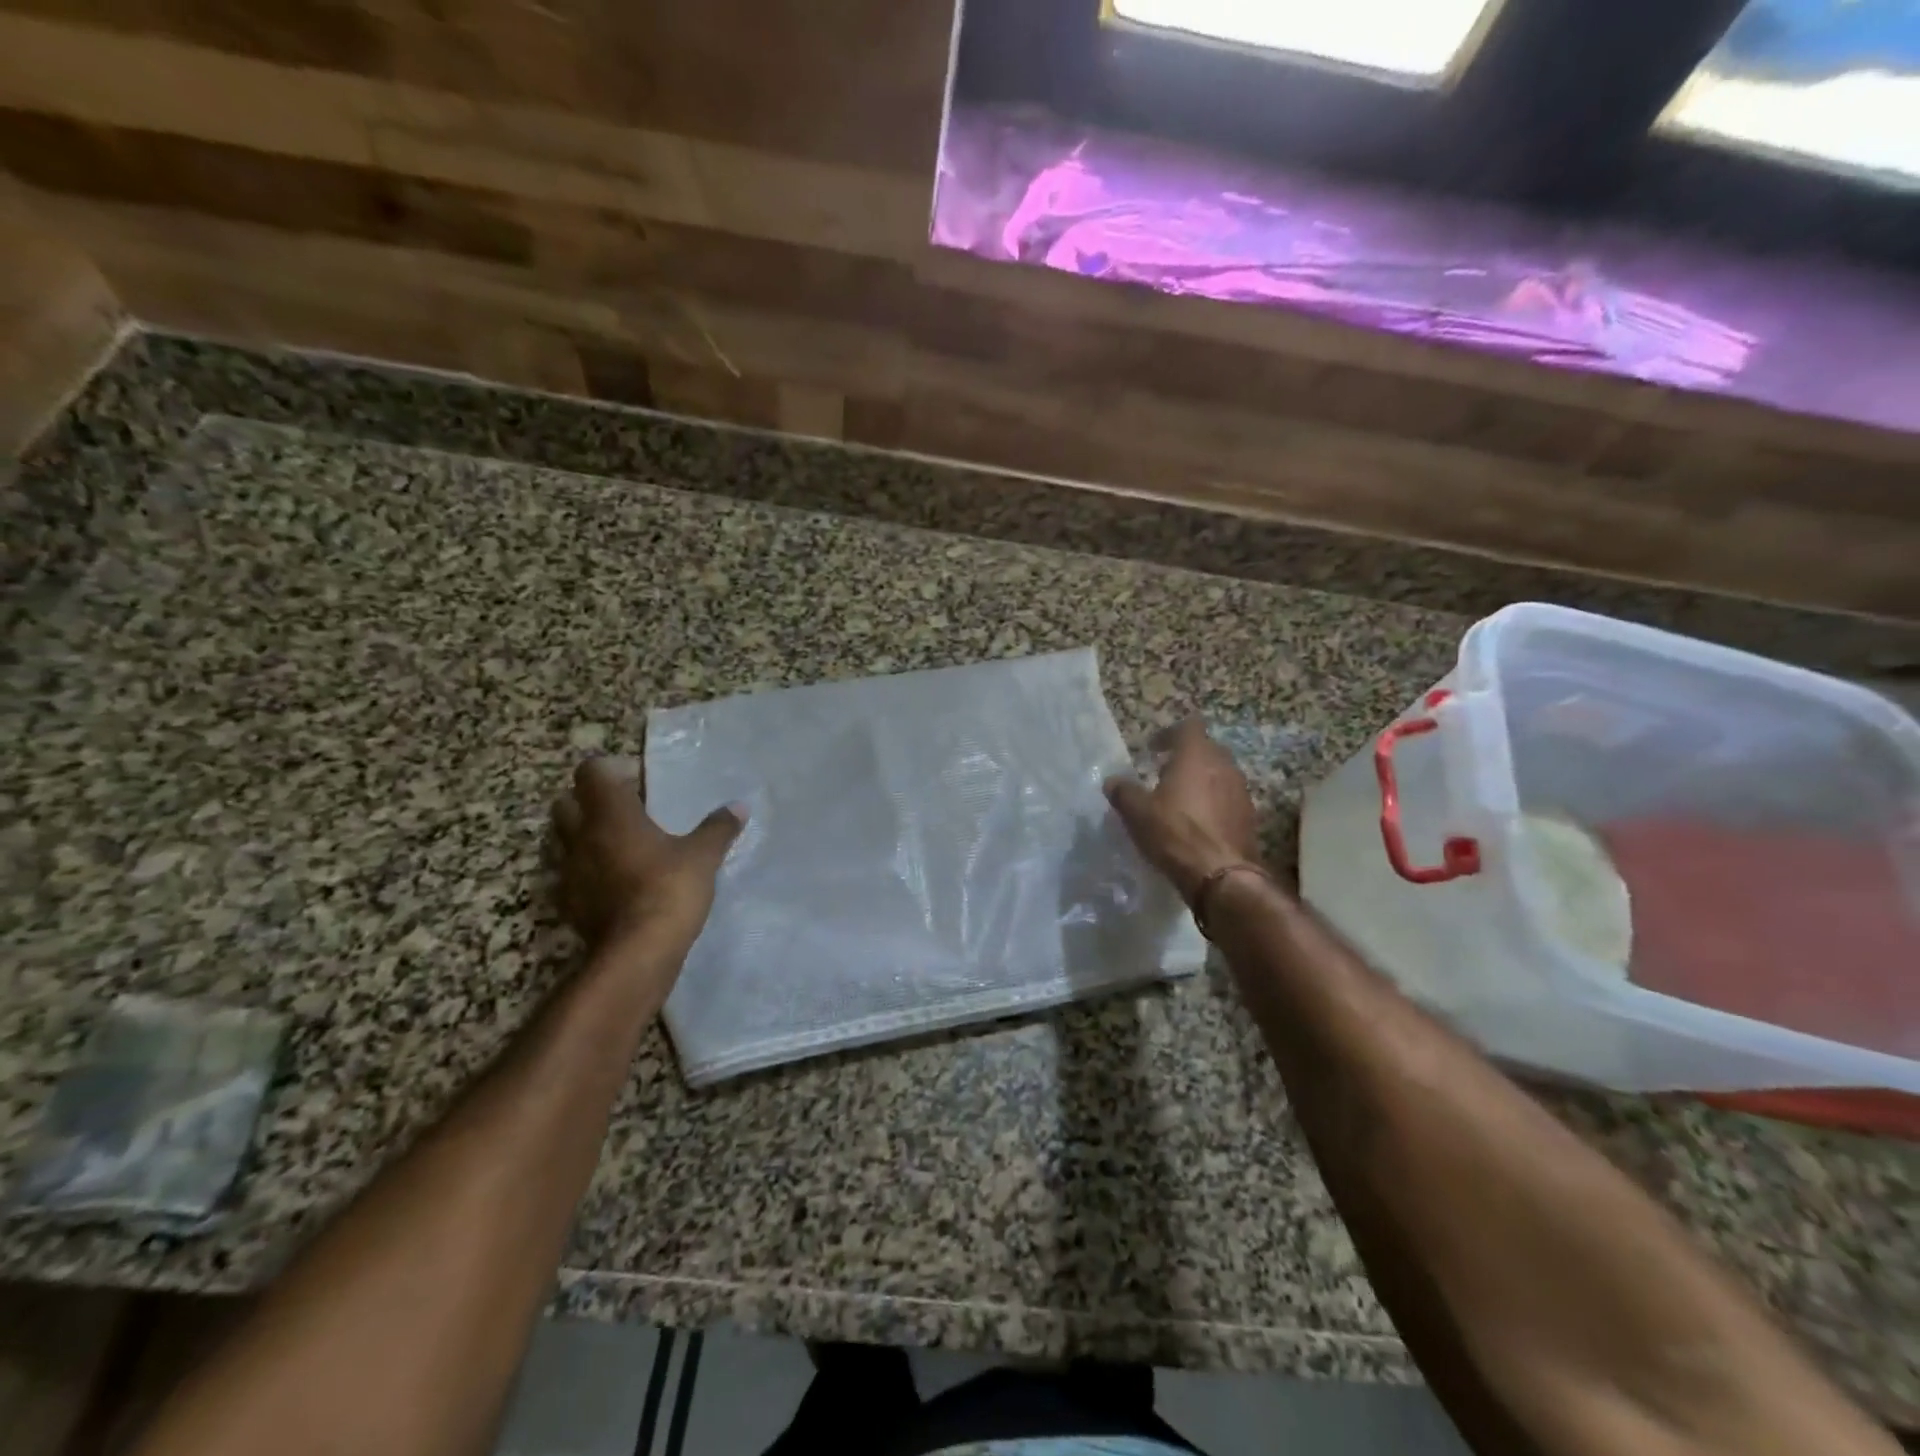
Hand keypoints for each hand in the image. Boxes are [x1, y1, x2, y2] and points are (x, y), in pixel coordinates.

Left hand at [551, 756, 745, 955]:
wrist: (637, 952)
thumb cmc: (669, 889)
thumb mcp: (703, 856)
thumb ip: (718, 828)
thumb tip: (739, 807)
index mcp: (611, 814)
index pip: (592, 771)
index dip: (614, 770)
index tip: (643, 784)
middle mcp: (582, 836)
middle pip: (567, 802)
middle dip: (591, 801)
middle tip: (628, 811)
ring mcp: (570, 871)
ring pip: (565, 839)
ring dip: (586, 836)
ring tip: (623, 845)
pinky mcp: (569, 903)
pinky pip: (571, 874)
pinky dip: (589, 871)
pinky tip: (617, 882)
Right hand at [1104, 717, 1261, 904]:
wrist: (1220, 875)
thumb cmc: (1174, 833)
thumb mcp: (1137, 812)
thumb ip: (1123, 792)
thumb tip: (1112, 781)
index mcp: (1196, 756)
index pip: (1189, 726)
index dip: (1170, 734)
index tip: (1154, 750)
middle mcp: (1224, 766)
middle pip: (1207, 749)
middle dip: (1186, 758)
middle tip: (1165, 773)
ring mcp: (1241, 791)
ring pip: (1220, 774)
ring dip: (1202, 781)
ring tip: (1182, 799)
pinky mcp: (1249, 816)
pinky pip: (1229, 798)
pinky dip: (1215, 803)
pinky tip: (1199, 823)